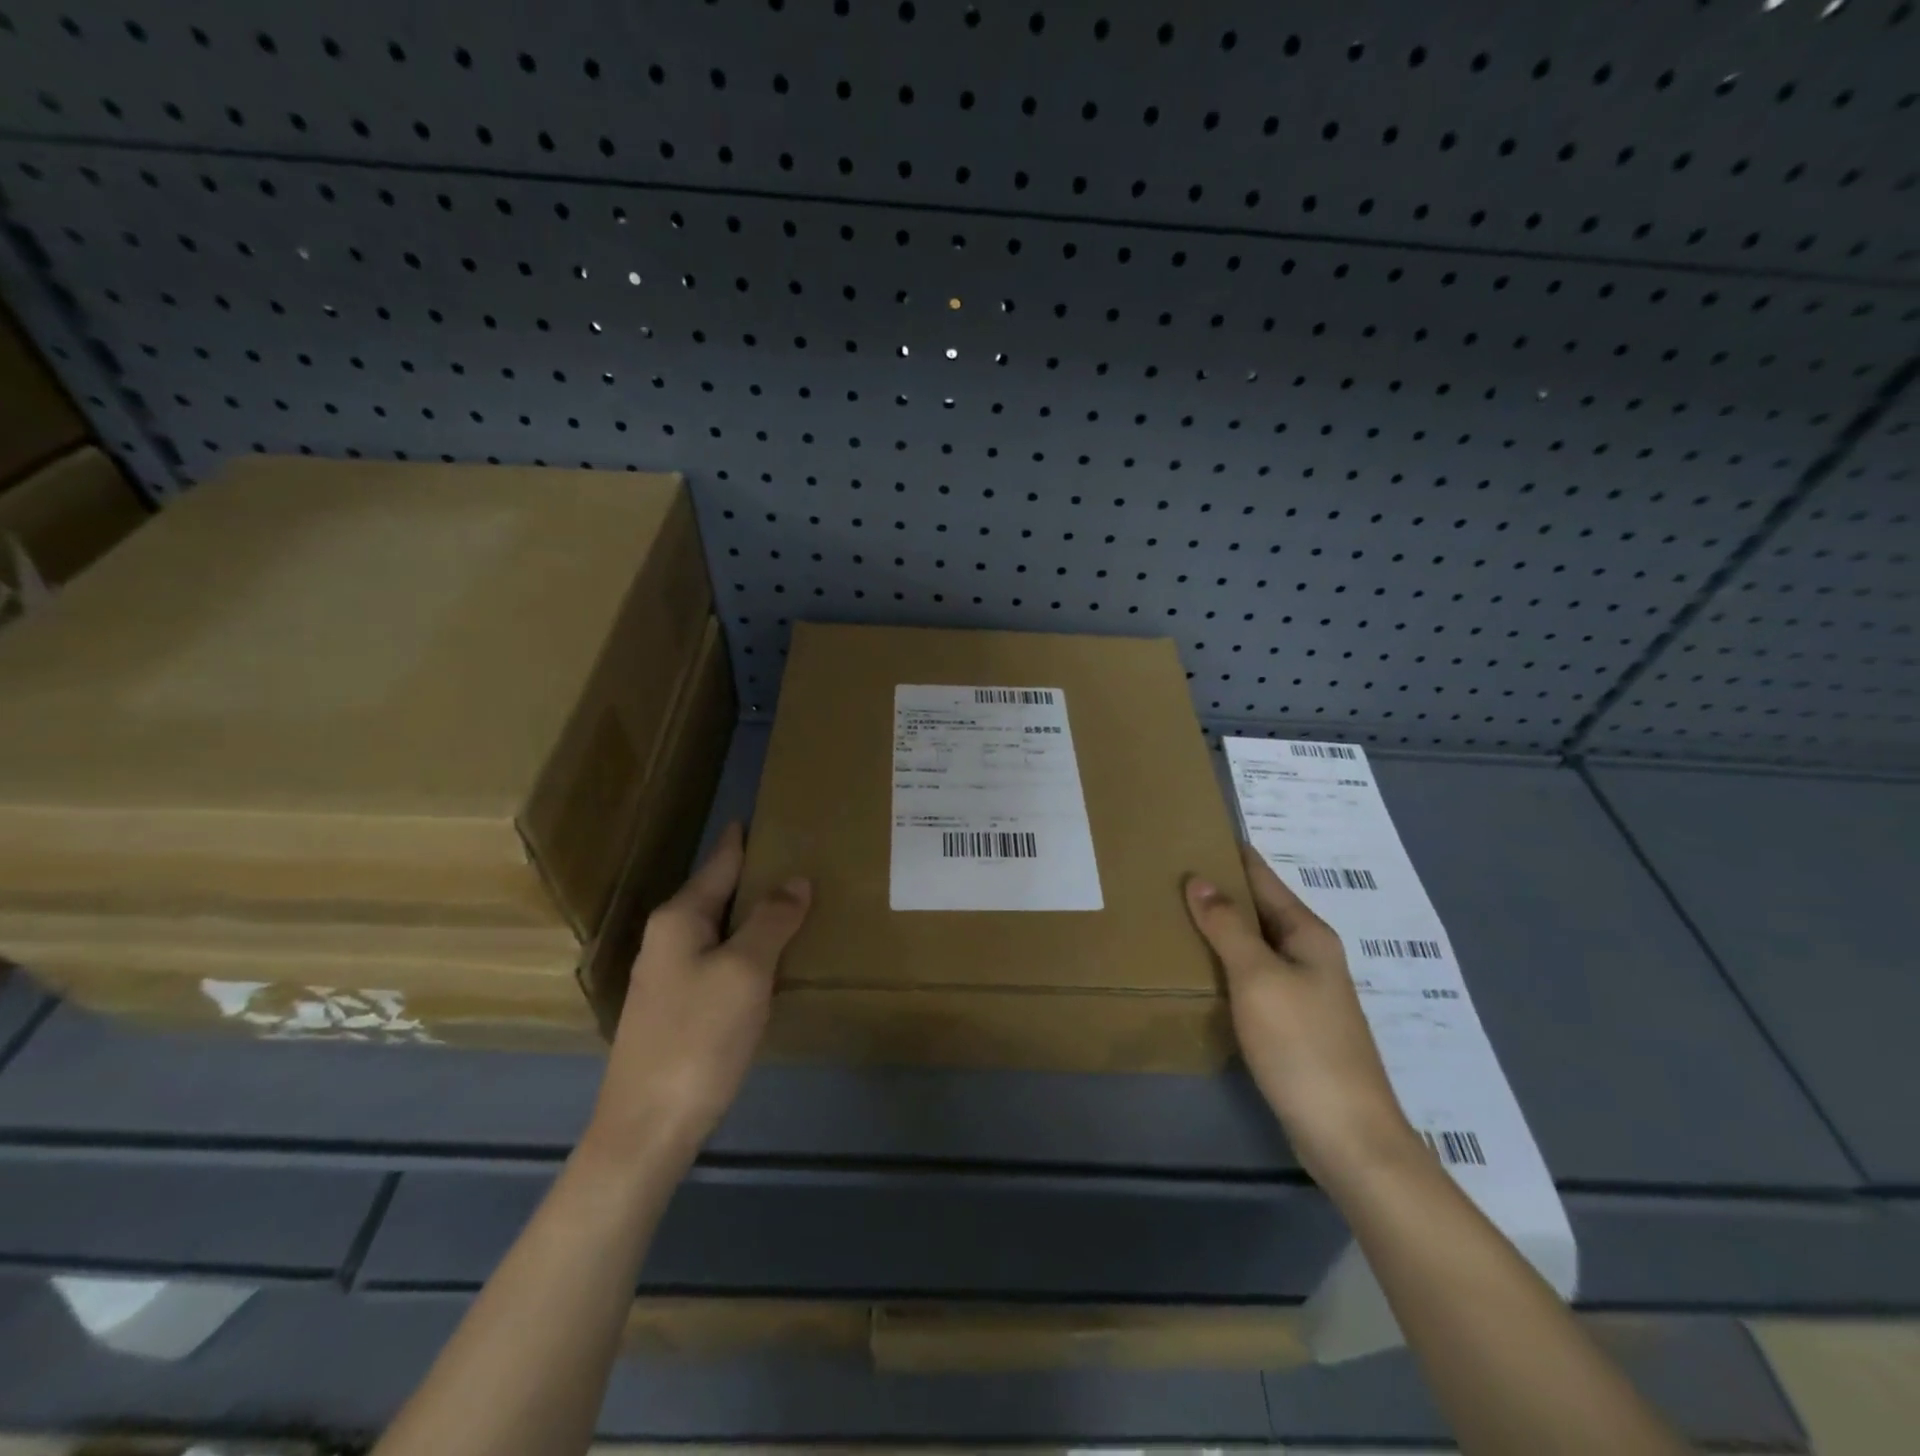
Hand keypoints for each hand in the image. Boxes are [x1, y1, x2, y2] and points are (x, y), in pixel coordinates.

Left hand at [587, 823, 810, 1167]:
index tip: (762, 815)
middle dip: (754, 877)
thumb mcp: (745, 971)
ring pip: (719, 930)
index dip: (742, 839)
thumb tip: (796, 879)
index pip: (719, 863)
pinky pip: (719, 960)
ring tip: (794, 903)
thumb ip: (771, 920)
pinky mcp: (677, 1009)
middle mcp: (668, 939)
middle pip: (718, 894)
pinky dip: (747, 950)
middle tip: (799, 859)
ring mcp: (668, 976)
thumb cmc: (698, 1037)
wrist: (648, 1128)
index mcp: (679, 919)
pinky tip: (771, 959)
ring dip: (753, 915)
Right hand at [1186, 845, 1420, 1188]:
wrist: (1346, 1134)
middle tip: (1167, 871)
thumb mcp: (1259, 978)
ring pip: (1254, 943)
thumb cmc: (1302, 1045)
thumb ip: (1228, 926)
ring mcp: (1303, 990)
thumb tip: (1199, 879)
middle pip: (1259, 908)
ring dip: (1220, 926)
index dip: (1230, 854)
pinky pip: (1253, 975)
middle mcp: (1309, 954)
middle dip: (1220, 888)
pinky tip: (1199, 965)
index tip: (1192, 831)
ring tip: (1173, 911)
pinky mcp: (1292, 1022)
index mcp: (1307, 934)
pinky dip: (1226, 961)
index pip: (1263, 877)